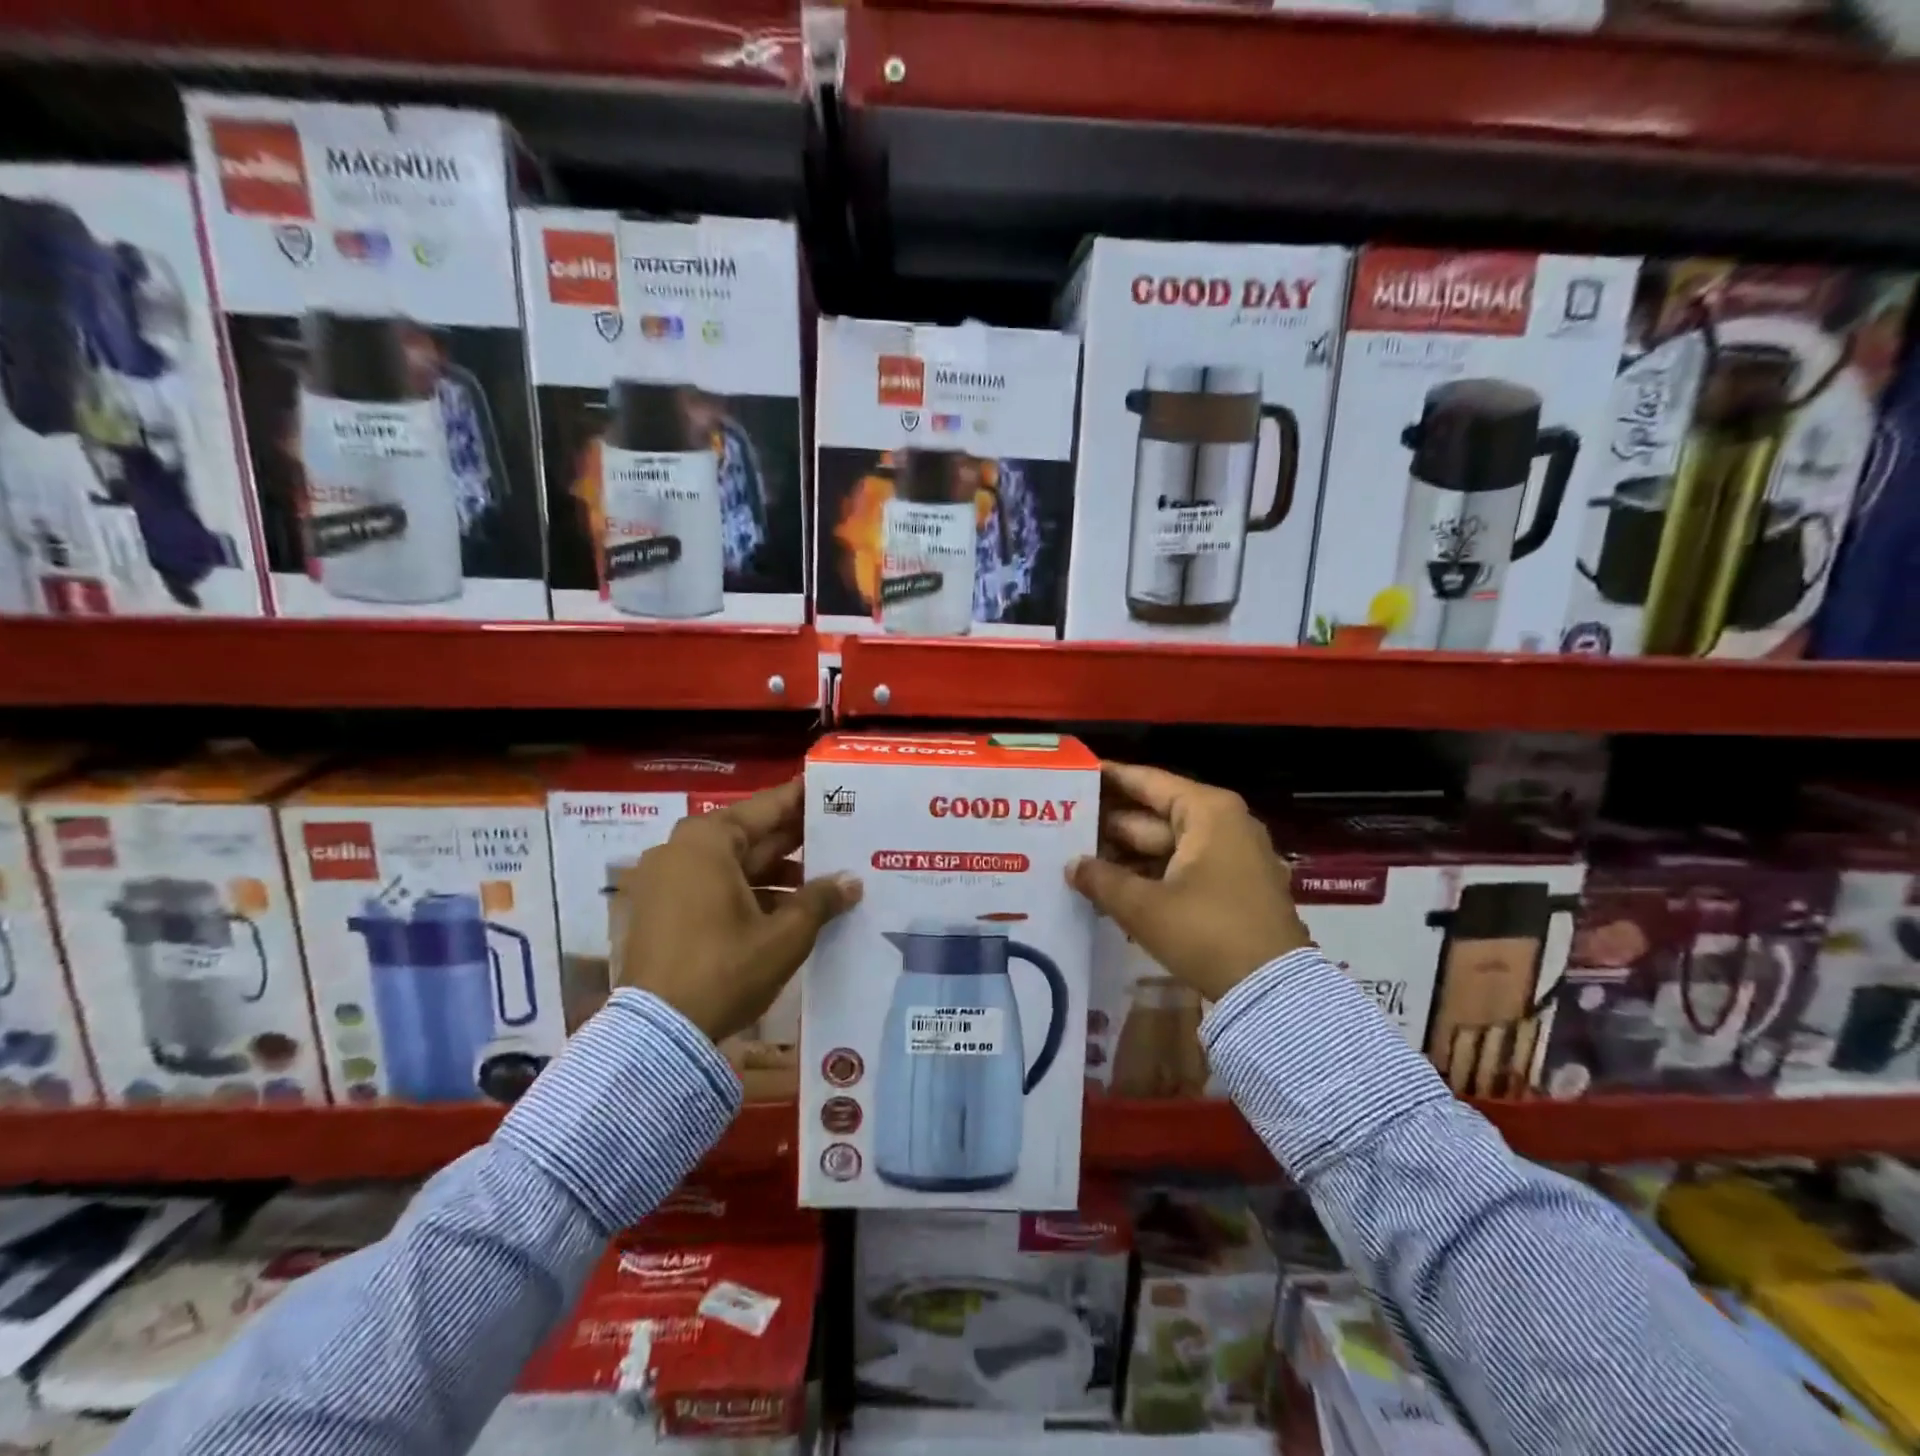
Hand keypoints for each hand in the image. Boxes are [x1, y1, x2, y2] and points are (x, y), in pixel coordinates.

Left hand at [616, 779, 860, 1041]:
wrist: (657, 1036)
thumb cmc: (725, 970)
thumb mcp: (784, 936)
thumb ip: (821, 900)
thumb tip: (852, 881)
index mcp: (708, 841)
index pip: (768, 807)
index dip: (803, 800)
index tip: (833, 790)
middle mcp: (681, 849)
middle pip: (749, 835)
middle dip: (794, 841)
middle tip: (839, 836)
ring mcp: (665, 880)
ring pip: (732, 864)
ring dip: (775, 872)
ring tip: (822, 881)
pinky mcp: (659, 910)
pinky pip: (712, 886)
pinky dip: (748, 892)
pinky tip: (787, 908)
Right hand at [1067, 761, 1310, 1002]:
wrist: (1273, 993)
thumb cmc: (1207, 932)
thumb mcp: (1144, 907)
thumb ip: (1102, 879)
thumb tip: (1071, 865)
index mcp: (1207, 812)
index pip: (1148, 782)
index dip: (1110, 777)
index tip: (1076, 773)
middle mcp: (1223, 824)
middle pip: (1154, 815)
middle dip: (1110, 825)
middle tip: (1063, 826)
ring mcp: (1232, 856)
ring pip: (1166, 845)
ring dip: (1126, 855)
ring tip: (1077, 859)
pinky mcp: (1233, 887)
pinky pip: (1181, 868)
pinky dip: (1150, 875)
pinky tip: (1111, 887)